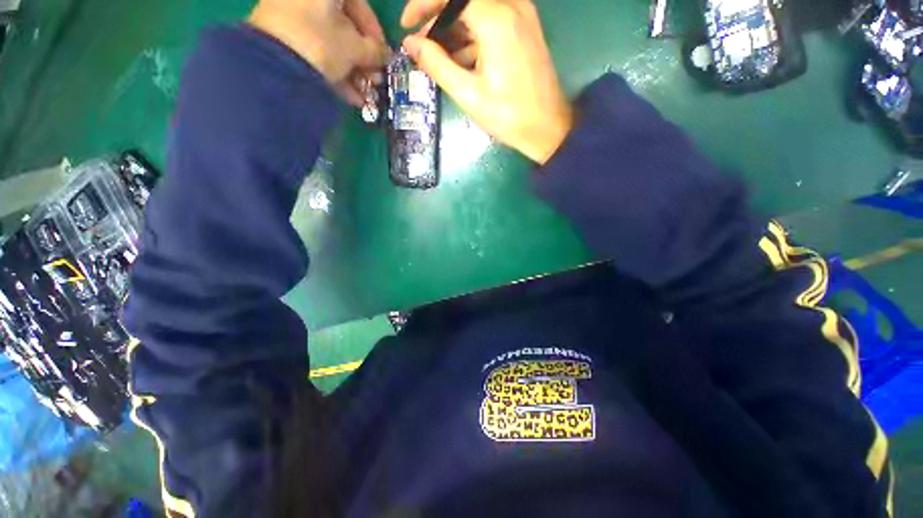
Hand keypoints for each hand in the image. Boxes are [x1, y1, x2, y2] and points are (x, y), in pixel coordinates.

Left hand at [249, 0, 389, 104]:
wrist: (272, 65)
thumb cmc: (320, 44)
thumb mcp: (353, 48)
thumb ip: (374, 50)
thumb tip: (386, 54)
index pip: (358, 3)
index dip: (374, 30)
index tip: (383, 53)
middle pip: (343, 26)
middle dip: (363, 58)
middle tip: (376, 80)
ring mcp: (290, 16)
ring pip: (331, 43)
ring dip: (353, 72)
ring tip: (365, 95)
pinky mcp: (281, 39)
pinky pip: (316, 52)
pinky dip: (335, 74)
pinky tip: (351, 98)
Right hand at [401, 0, 572, 163]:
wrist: (547, 128)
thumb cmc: (508, 116)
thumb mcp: (468, 94)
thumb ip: (437, 64)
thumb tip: (411, 44)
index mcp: (496, 18)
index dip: (423, 6)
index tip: (407, 26)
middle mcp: (511, 5)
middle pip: (464, 1)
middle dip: (438, 21)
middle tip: (423, 48)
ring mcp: (521, 15)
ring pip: (477, 11)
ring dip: (454, 30)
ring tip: (439, 60)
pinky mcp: (525, 28)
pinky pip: (491, 21)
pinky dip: (472, 36)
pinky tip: (462, 61)